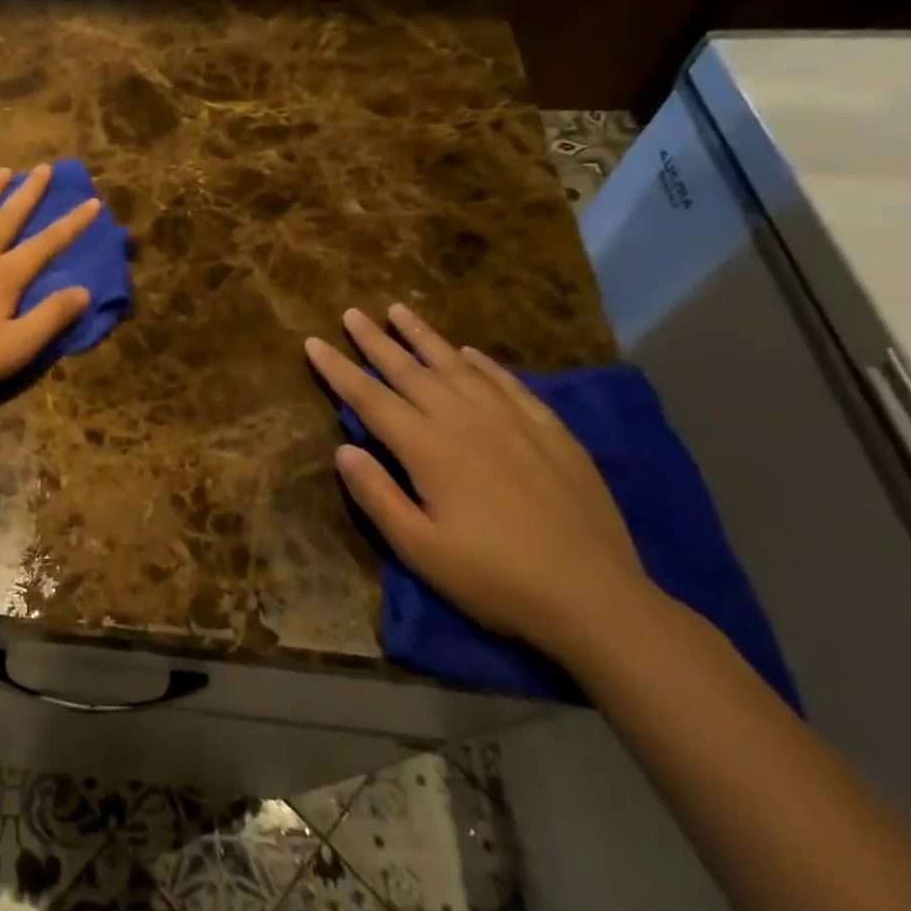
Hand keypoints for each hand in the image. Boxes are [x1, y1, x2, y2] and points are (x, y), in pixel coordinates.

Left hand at [0, 164, 98, 407]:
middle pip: (7, 217)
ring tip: (1, 172)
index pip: (46, 244)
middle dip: (28, 192)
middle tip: (43, 168)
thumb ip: (50, 317)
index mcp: (3, 275)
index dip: (72, 224)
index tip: (93, 202)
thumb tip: (84, 291)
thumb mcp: (16, 348)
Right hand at [306, 304, 652, 656]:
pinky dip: (483, 364)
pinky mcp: (551, 433)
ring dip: (425, 337)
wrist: (596, 599)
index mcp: (430, 450)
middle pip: (411, 371)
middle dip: (376, 341)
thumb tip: (343, 449)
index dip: (339, 369)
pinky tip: (470, 353)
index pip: (371, 398)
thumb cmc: (495, 579)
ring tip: (400, 311)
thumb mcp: (420, 549)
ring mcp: (513, 422)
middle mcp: (467, 422)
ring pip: (459, 367)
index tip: (313, 342)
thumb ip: (377, 495)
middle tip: (352, 313)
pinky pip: (509, 384)